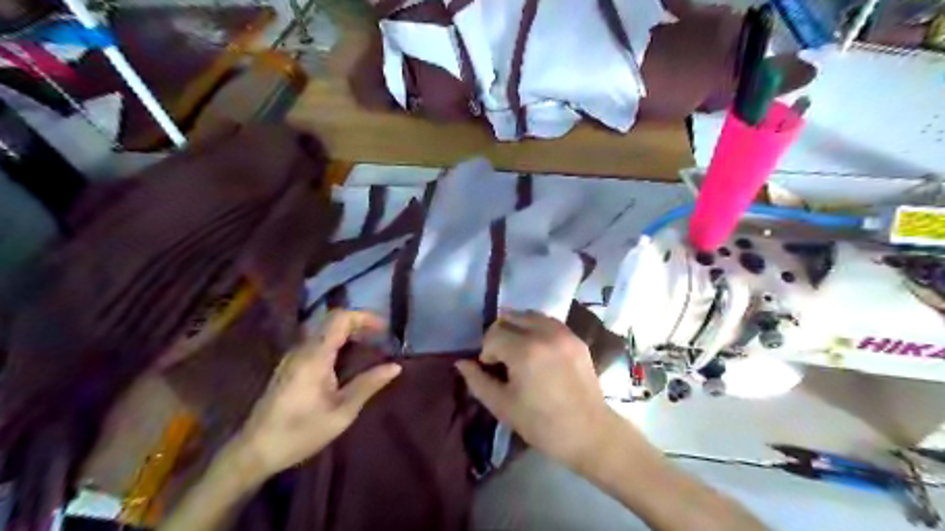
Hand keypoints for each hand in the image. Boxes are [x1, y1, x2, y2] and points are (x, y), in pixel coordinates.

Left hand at [234, 310, 404, 479]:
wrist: (254, 451)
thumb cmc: (300, 432)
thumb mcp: (341, 412)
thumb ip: (368, 385)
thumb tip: (396, 366)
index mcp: (315, 356)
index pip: (340, 318)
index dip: (365, 317)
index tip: (385, 328)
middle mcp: (302, 349)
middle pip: (332, 320)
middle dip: (360, 323)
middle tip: (381, 338)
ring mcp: (293, 356)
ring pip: (324, 329)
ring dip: (349, 331)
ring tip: (370, 346)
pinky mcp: (290, 365)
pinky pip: (317, 341)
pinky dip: (338, 341)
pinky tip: (348, 359)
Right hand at [454, 310, 625, 468]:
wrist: (589, 432)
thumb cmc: (541, 424)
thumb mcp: (502, 406)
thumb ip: (477, 381)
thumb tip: (461, 363)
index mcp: (524, 351)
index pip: (494, 334)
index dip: (487, 351)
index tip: (491, 369)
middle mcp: (544, 334)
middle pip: (510, 317)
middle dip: (500, 334)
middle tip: (502, 357)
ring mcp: (563, 333)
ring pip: (530, 314)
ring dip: (518, 327)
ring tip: (519, 350)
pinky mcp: (576, 338)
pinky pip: (549, 322)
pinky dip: (536, 328)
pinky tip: (537, 349)